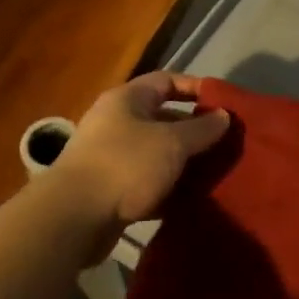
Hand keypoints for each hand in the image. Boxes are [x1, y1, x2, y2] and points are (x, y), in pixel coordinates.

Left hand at [52, 72, 229, 242]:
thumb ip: (202, 129)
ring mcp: (109, 157)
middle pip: (162, 119)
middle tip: (225, 144)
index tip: (224, 104)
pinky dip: (166, 189)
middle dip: (194, 131)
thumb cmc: (125, 165)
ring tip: (214, 173)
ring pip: (155, 154)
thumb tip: (223, 115)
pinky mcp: (108, 190)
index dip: (196, 88)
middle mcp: (116, 122)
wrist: (72, 218)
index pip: (167, 81)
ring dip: (182, 163)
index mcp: (127, 99)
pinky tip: (190, 200)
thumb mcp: (172, 143)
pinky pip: (145, 183)